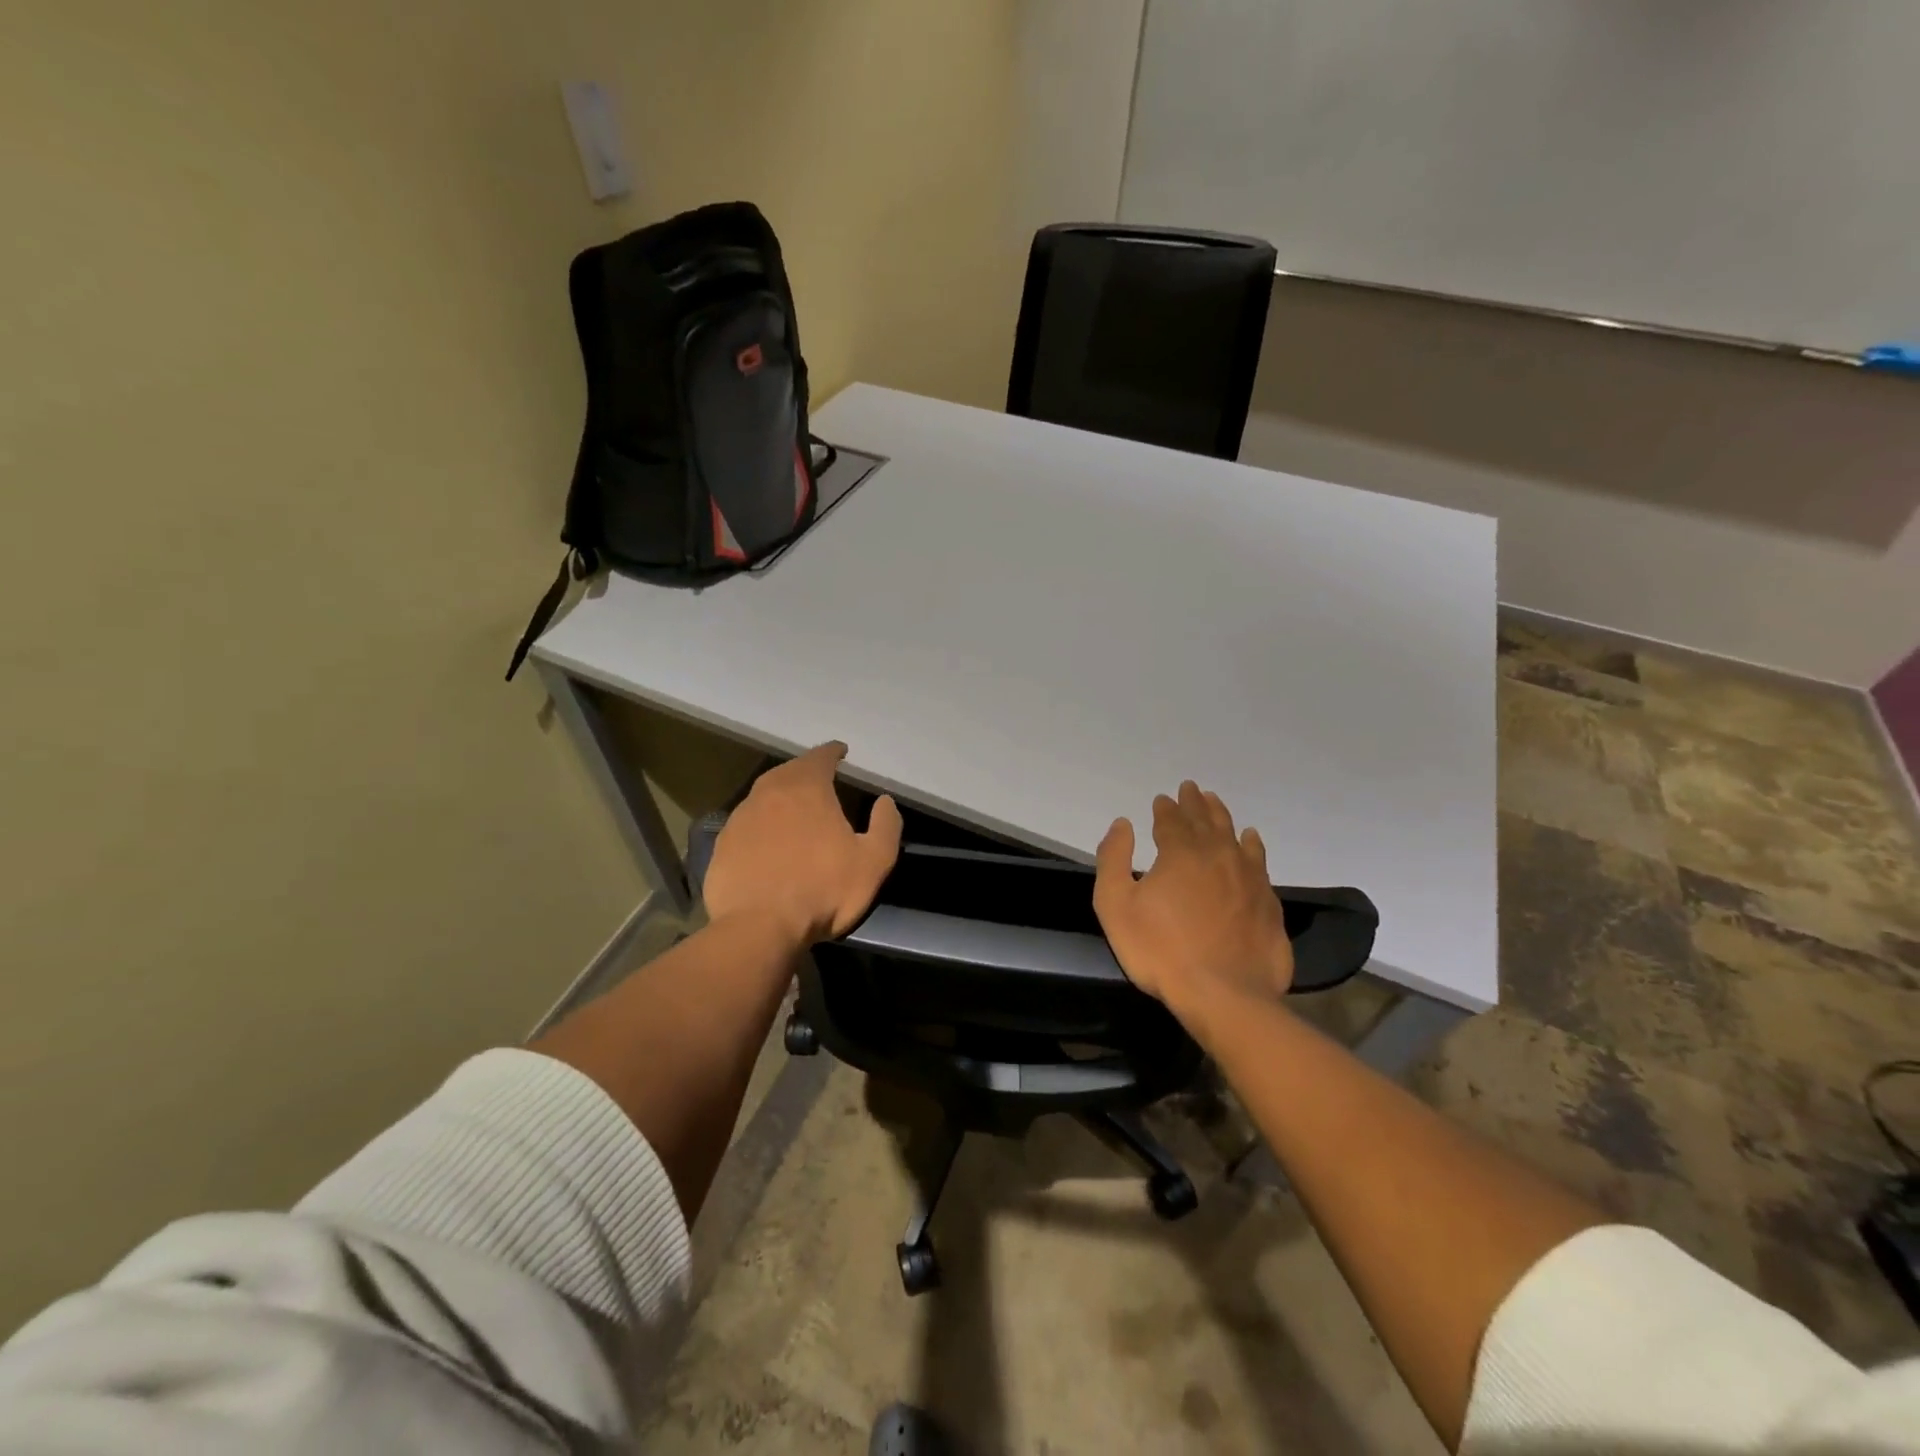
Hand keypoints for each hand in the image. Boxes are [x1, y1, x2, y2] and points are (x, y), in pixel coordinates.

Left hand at [702, 742, 902, 946]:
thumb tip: (885, 801)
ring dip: (780, 797)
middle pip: (789, 771)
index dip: (833, 752)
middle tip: (819, 779)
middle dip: (805, 771)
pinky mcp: (722, 846)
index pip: (821, 757)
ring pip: (763, 796)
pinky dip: (760, 825)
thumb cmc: (822, 891)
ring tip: (794, 810)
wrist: (759, 928)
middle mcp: (769, 793)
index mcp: (807, 788)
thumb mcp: (874, 862)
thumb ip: (886, 826)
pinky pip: (746, 825)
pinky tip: (767, 843)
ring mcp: (740, 818)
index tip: (841, 752)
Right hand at [1093, 780, 1292, 1025]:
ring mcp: (1249, 878)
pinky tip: (1251, 840)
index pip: (1172, 820)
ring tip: (1216, 803)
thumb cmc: (1160, 950)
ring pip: (1235, 835)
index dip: (1165, 808)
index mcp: (1181, 853)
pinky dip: (1252, 845)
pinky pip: (1259, 861)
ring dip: (1223, 816)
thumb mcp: (1116, 905)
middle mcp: (1218, 855)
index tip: (1162, 799)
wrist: (1225, 995)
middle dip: (1195, 803)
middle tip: (1191, 788)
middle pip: (1206, 820)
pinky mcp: (1268, 903)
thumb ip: (1114, 859)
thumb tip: (1123, 824)